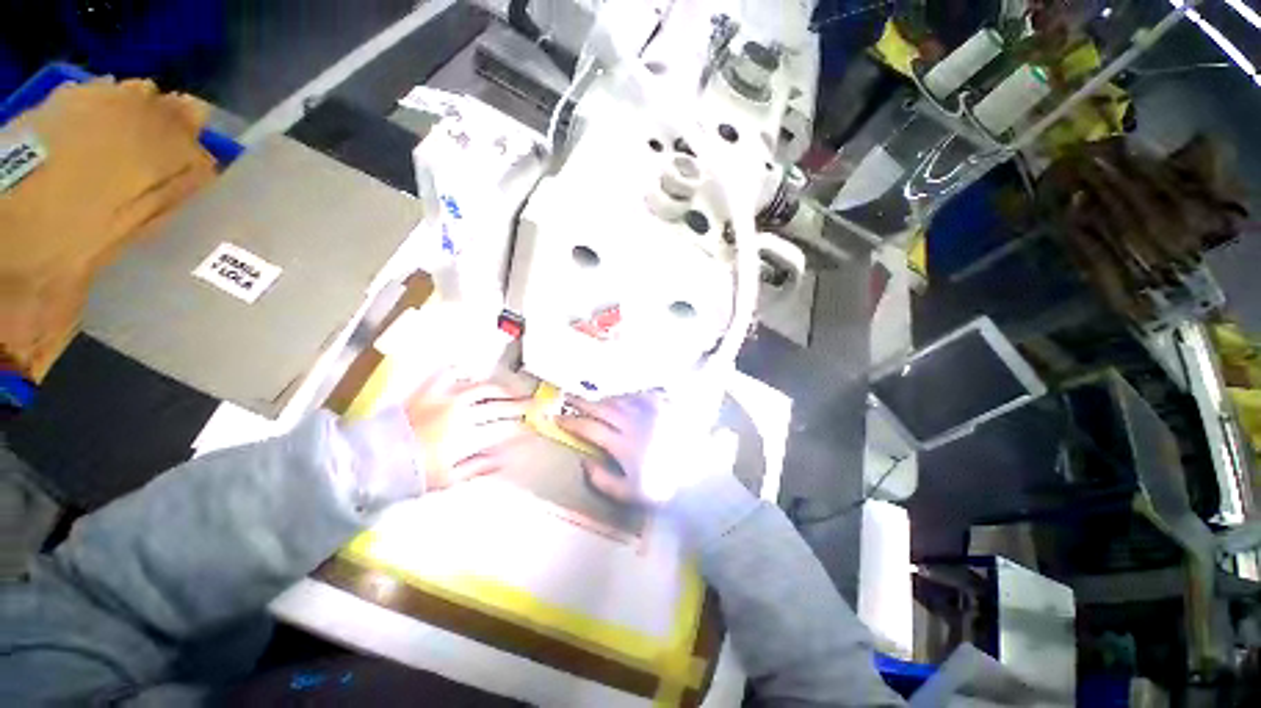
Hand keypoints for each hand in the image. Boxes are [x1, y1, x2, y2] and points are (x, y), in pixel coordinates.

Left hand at [403, 370, 531, 489]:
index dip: (520, 428)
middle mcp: (461, 414)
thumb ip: (480, 466)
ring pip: (483, 388)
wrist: (372, 459)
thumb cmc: (410, 473)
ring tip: (513, 390)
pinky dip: (464, 371)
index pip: (503, 429)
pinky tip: (473, 373)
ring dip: (503, 389)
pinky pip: (450, 372)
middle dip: (520, 406)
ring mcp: (445, 398)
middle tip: (533, 404)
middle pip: (500, 407)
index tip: (529, 428)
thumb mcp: (449, 479)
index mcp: (466, 437)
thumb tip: (505, 459)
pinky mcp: (428, 390)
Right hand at [556, 393, 660, 504]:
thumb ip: (603, 480)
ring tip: (594, 398)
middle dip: (582, 402)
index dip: (571, 422)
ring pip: (620, 398)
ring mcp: (651, 412)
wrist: (703, 479)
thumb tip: (584, 462)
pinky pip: (642, 394)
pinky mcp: (666, 407)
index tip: (558, 418)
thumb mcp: (630, 494)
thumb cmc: (665, 490)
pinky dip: (629, 395)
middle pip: (602, 407)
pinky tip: (625, 397)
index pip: (590, 429)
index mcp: (624, 445)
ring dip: (604, 397)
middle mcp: (634, 423)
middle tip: (568, 397)